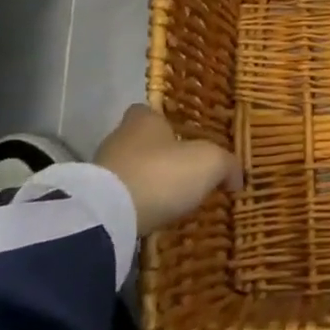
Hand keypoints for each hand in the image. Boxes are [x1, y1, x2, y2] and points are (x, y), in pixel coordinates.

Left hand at [93, 104, 241, 234]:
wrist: (109, 215)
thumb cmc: (162, 173)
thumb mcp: (209, 163)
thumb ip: (227, 165)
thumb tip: (237, 177)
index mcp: (144, 119)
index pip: (151, 112)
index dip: (167, 124)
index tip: (184, 140)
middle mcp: (119, 137)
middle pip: (141, 142)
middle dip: (159, 156)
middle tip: (182, 174)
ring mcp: (101, 169)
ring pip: (129, 170)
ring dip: (145, 182)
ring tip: (167, 201)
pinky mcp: (93, 200)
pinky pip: (119, 198)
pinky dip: (133, 205)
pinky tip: (148, 217)